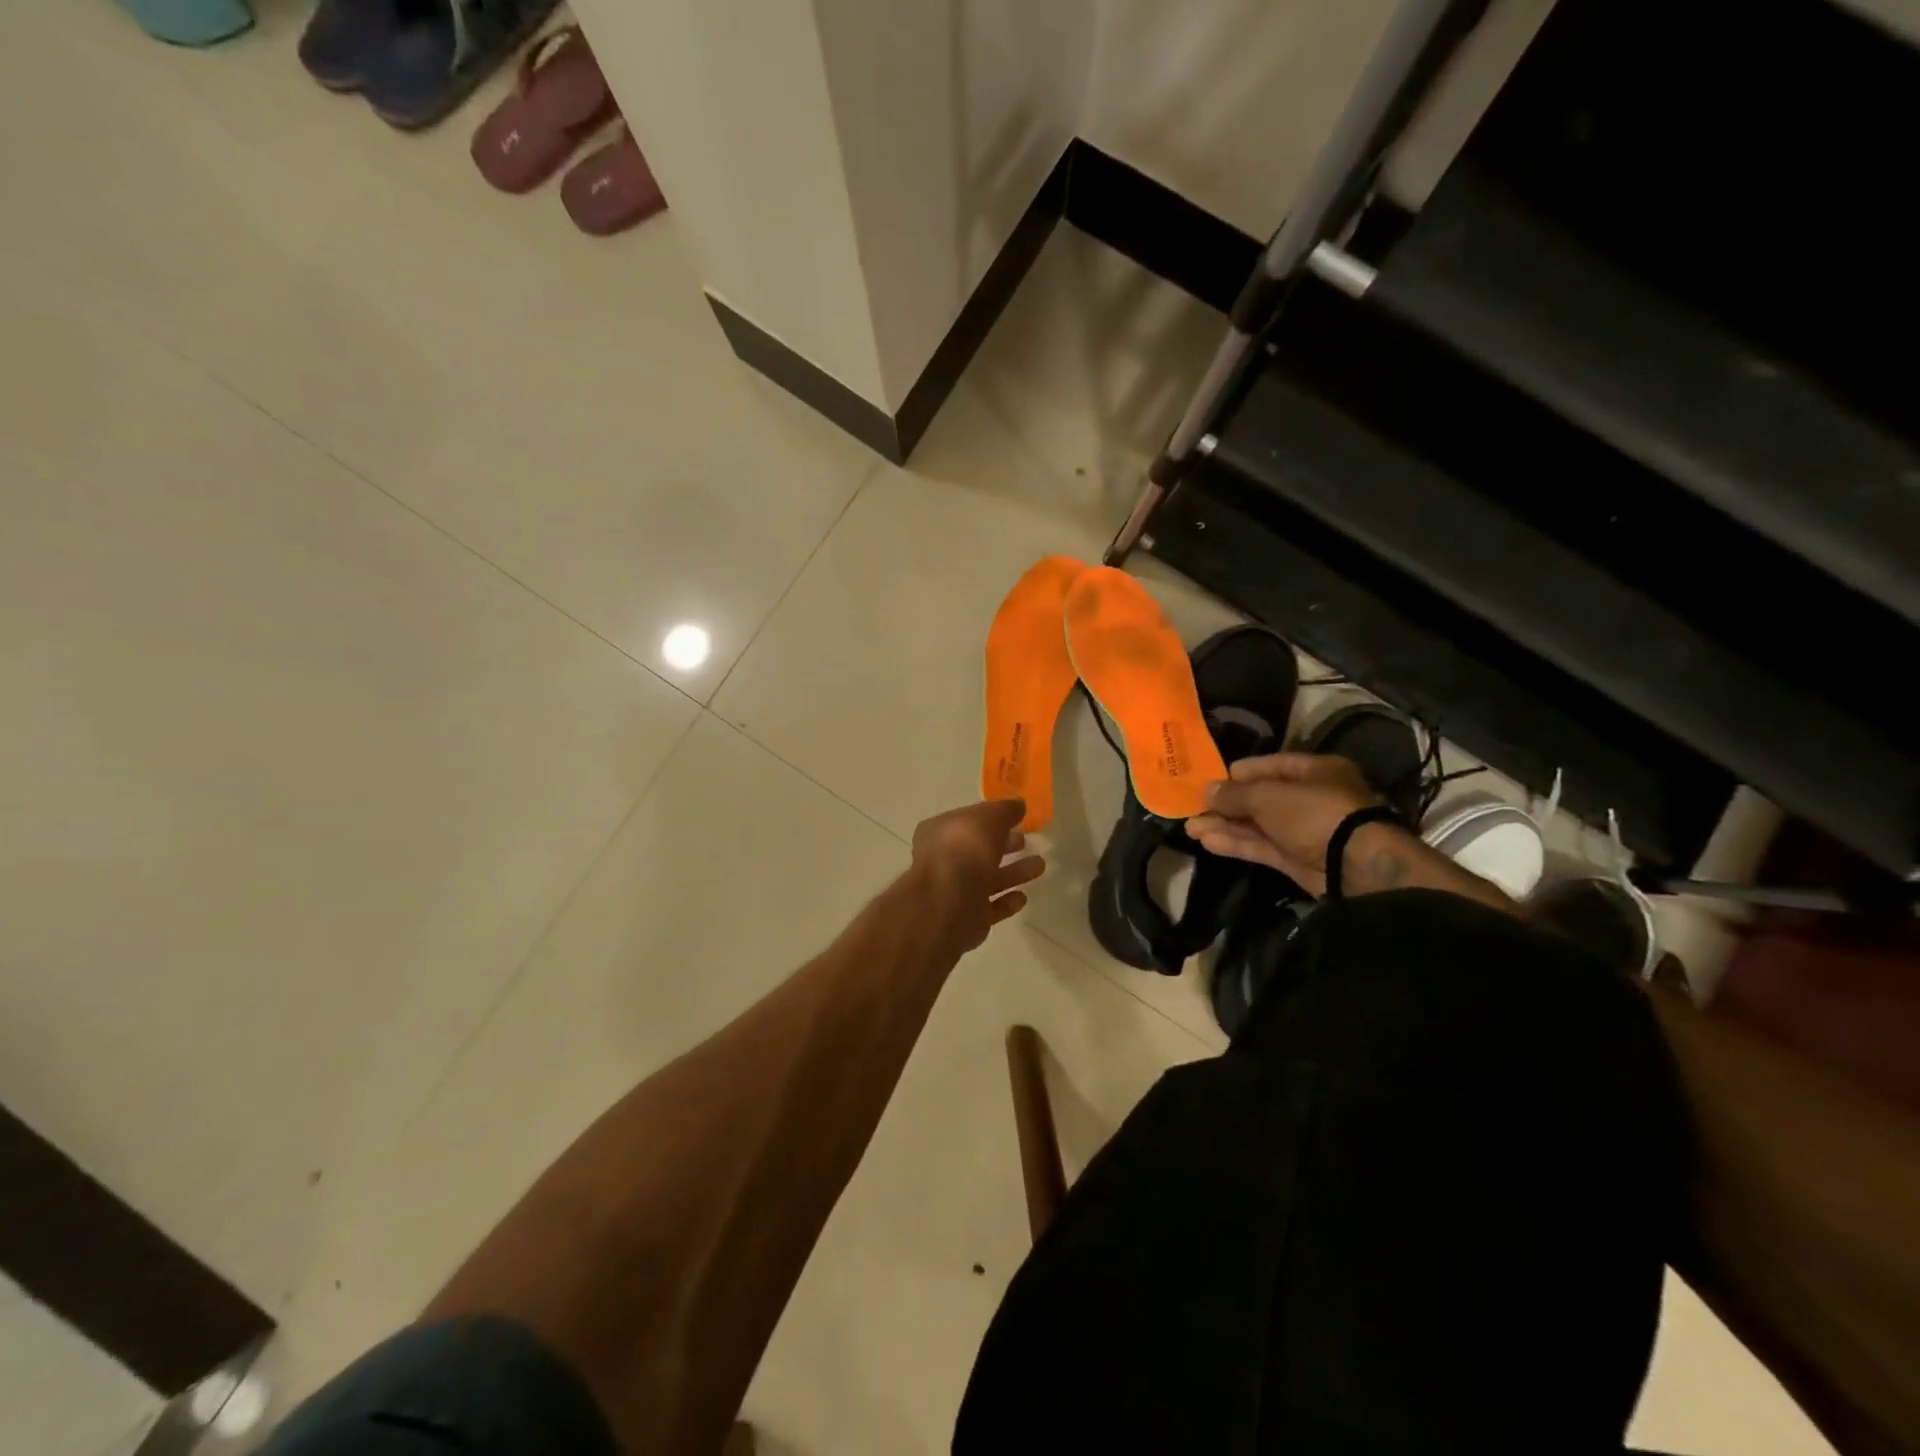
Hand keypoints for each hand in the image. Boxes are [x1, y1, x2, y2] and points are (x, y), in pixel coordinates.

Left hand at [910, 799, 1046, 951]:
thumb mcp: (989, 817)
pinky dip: (1006, 901)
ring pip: (987, 878)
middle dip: (1003, 844)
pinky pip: (990, 907)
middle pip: (978, 850)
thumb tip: (1018, 804)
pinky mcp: (967, 918)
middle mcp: (943, 860)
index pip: (968, 821)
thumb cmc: (965, 849)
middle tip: (1026, 840)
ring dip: (1013, 872)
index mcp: (940, 832)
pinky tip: (1022, 897)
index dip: (991, 817)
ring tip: (1040, 865)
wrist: (949, 902)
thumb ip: (1005, 810)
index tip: (1016, 818)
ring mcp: (954, 891)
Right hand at [1184, 753, 1382, 895]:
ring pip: (1256, 825)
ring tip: (1190, 828)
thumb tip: (1206, 790)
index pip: (1268, 766)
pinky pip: (1260, 846)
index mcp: (1313, 771)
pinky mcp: (1296, 859)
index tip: (1206, 780)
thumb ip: (1234, 794)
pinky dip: (1235, 844)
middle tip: (1191, 808)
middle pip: (1259, 797)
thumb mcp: (1268, 796)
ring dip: (1224, 826)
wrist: (1354, 865)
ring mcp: (1302, 831)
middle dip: (1224, 804)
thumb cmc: (1314, 813)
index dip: (1236, 773)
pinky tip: (1207, 842)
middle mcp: (1309, 798)